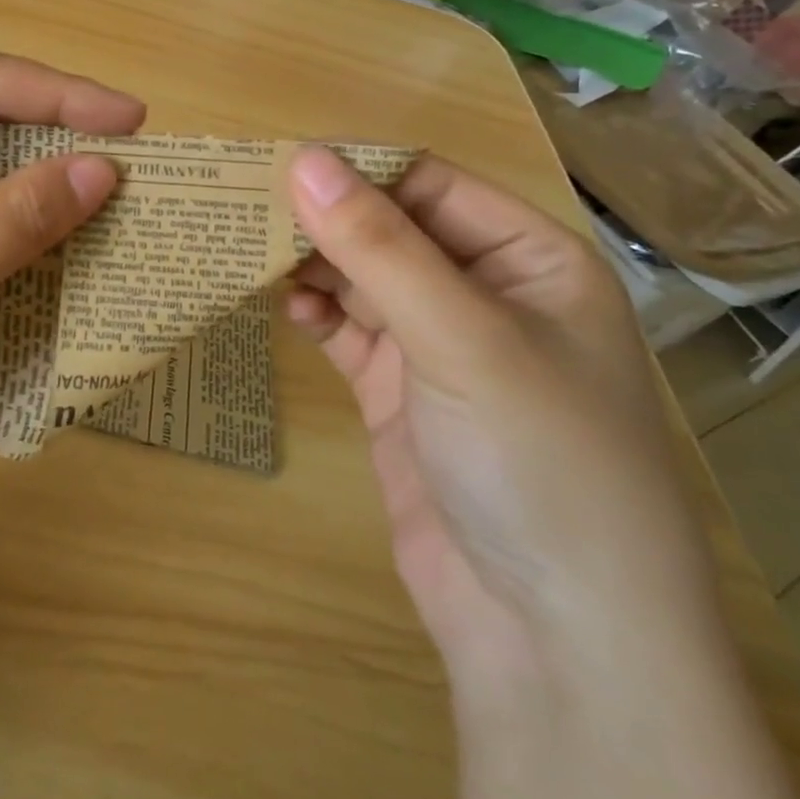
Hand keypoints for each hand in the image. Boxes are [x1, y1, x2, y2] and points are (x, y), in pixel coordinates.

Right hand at [284, 149, 718, 692]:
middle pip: (390, 229)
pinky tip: (285, 308)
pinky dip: (316, 313)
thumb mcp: (461, 338)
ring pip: (364, 278)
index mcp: (530, 258)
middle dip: (325, 218)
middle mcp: (486, 292)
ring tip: (249, 251)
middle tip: (245, 206)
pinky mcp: (400, 393)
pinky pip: (349, 330)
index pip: (429, 184)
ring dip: (312, 264)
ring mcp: (440, 346)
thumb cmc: (538, 461)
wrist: (553, 640)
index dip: (355, 169)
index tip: (274, 162)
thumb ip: (378, 246)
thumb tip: (304, 158)